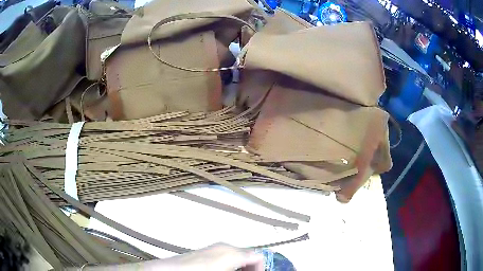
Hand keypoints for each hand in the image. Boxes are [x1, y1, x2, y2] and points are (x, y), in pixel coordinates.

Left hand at [162, 243, 263, 270]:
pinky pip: (225, 256)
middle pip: (248, 255)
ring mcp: (213, 247)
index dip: (261, 268)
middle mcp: (225, 246)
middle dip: (250, 268)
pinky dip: (230, 265)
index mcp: (232, 253)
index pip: (258, 257)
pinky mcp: (205, 251)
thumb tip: (250, 270)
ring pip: (237, 255)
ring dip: (240, 267)